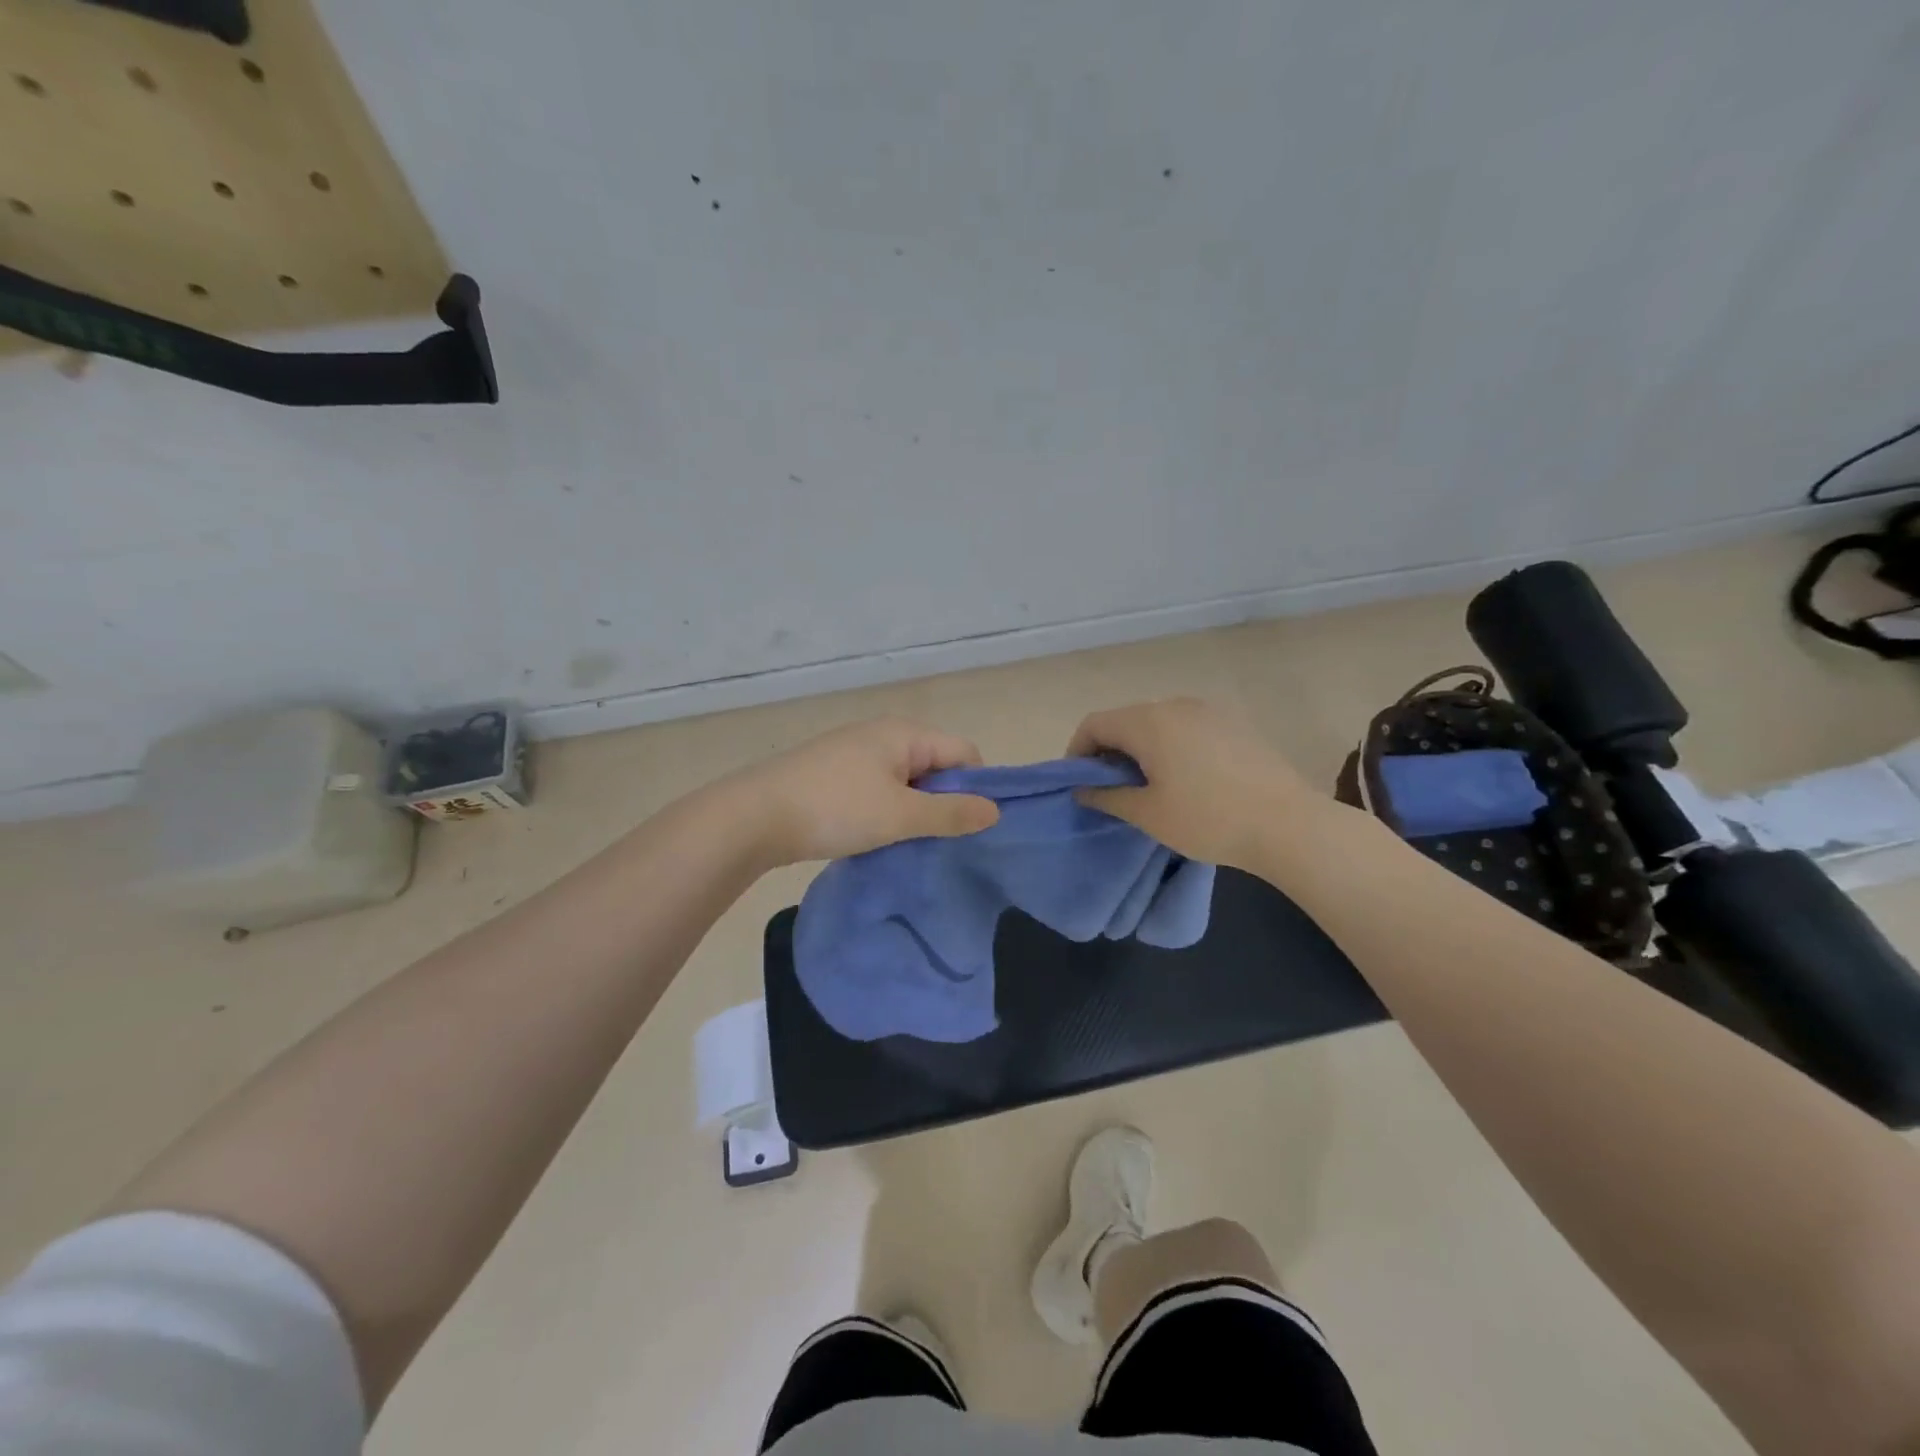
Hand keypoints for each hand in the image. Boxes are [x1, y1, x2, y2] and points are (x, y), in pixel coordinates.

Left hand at [729, 717, 1000, 865]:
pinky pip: (878, 789)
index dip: (977, 787)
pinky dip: (886, 811)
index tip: (972, 828)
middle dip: (945, 801)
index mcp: (905, 734)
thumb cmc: (836, 809)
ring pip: (905, 781)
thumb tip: (995, 810)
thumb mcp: (901, 815)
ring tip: (911, 845)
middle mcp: (882, 734)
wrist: (753, 818)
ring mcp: (854, 754)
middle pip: (935, 765)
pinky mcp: (833, 775)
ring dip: (914, 810)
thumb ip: (951, 813)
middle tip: (944, 842)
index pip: (964, 752)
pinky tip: (878, 838)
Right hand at [1067, 698, 1324, 868]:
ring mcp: (1209, 711)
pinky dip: (1170, 746)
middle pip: (1125, 719)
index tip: (1079, 783)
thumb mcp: (1148, 814)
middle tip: (1110, 788)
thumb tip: (1083, 788)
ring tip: (1147, 786)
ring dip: (1140, 748)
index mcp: (1148, 722)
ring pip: (1157, 722)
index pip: (1094, 724)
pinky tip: (1184, 779)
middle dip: (1109, 750)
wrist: (1288, 824)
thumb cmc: (1208, 819)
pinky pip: (1186, 727)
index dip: (1077, 751)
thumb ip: (1107, 796)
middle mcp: (1175, 705)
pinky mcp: (1233, 723)